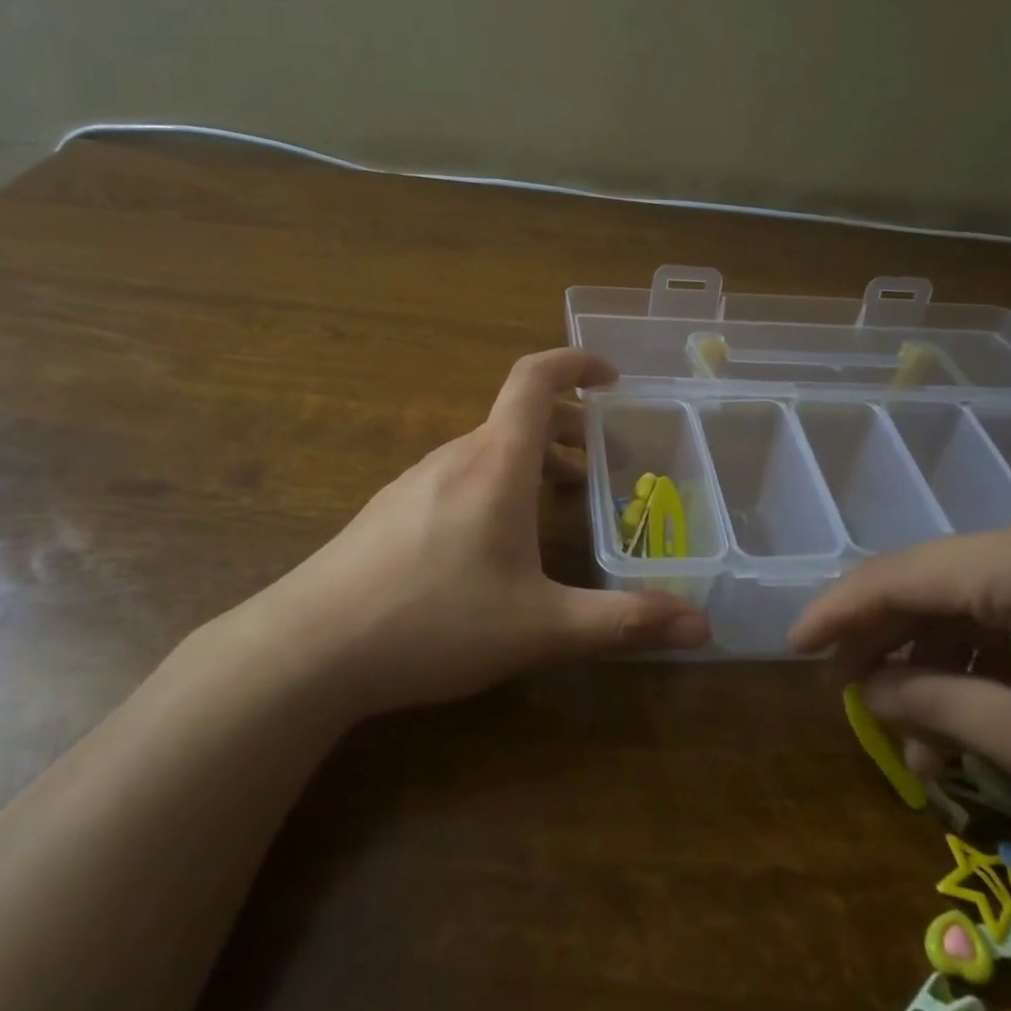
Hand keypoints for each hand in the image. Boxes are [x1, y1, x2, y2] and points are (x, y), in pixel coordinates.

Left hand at [263, 348, 708, 717]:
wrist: (309, 648)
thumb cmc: (433, 622)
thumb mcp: (540, 627)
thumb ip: (621, 622)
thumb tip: (701, 624)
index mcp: (494, 464)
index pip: (535, 379)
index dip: (576, 362)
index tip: (612, 377)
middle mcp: (454, 458)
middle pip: (516, 415)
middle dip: (568, 427)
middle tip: (603, 463)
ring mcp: (414, 481)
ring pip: (486, 449)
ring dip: (531, 459)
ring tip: (560, 502)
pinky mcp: (389, 510)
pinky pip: (457, 476)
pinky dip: (496, 483)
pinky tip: (495, 542)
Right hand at [791, 501, 1010, 1010]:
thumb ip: (934, 706)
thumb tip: (866, 688)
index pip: (901, 574)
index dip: (838, 611)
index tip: (792, 647)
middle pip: (939, 580)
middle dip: (891, 640)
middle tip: (853, 693)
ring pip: (982, 594)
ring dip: (943, 653)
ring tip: (921, 722)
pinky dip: (994, 649)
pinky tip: (982, 697)